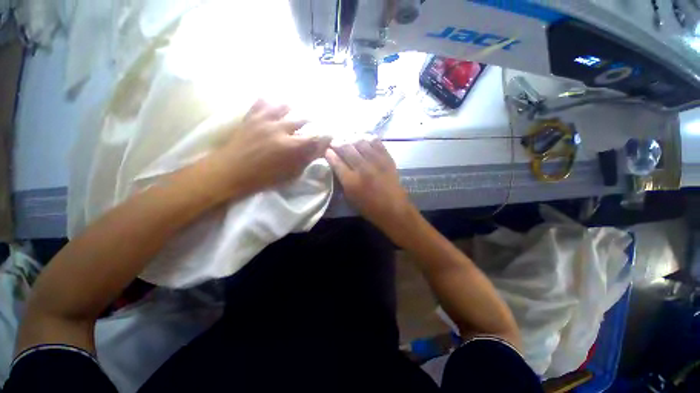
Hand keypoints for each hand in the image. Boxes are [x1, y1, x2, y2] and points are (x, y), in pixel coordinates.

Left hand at [204, 100, 330, 199]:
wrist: (230, 171)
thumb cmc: (264, 177)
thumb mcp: (291, 174)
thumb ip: (307, 159)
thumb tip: (321, 149)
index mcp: (292, 146)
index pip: (316, 137)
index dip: (326, 136)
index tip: (329, 135)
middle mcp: (281, 129)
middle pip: (303, 119)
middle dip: (312, 121)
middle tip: (314, 124)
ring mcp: (265, 120)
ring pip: (285, 105)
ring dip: (294, 108)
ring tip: (296, 110)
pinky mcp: (252, 116)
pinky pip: (263, 101)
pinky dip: (272, 100)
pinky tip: (275, 102)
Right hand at [326, 138, 417, 236]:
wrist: (394, 209)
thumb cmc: (369, 208)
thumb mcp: (350, 198)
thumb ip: (343, 181)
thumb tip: (337, 165)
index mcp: (351, 181)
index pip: (337, 162)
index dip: (330, 154)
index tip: (327, 150)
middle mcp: (363, 168)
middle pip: (347, 149)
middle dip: (338, 143)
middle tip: (334, 141)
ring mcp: (376, 162)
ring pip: (361, 142)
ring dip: (351, 138)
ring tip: (347, 137)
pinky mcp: (387, 159)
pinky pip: (376, 143)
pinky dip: (368, 138)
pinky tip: (363, 137)